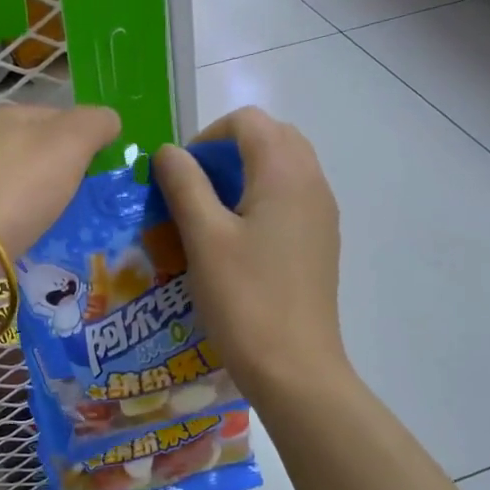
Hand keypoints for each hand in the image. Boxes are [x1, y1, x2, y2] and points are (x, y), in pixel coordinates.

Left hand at [0, 102, 121, 266]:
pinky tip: (28, 246)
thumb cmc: (14, 189)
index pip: (55, 117)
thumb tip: (109, 120)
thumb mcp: (68, 143)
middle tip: (87, 206)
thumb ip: (94, 125)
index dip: (84, 140)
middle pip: (33, 154)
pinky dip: (16, 230)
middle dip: (60, 177)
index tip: (103, 172)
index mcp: (3, 116)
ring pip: (15, 188)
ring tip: (62, 230)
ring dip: (38, 206)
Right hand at [151, 106, 346, 401]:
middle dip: (228, 151)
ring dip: (245, 175)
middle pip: (272, 138)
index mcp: (285, 173)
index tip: (180, 175)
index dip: (207, 136)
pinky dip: (262, 200)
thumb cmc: (244, 300)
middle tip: (194, 190)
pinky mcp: (321, 242)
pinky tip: (237, 241)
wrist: (294, 367)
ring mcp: (322, 214)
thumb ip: (185, 185)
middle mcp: (312, 183)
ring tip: (210, 215)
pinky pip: (292, 199)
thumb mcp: (204, 238)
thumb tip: (168, 151)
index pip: (247, 121)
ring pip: (284, 168)